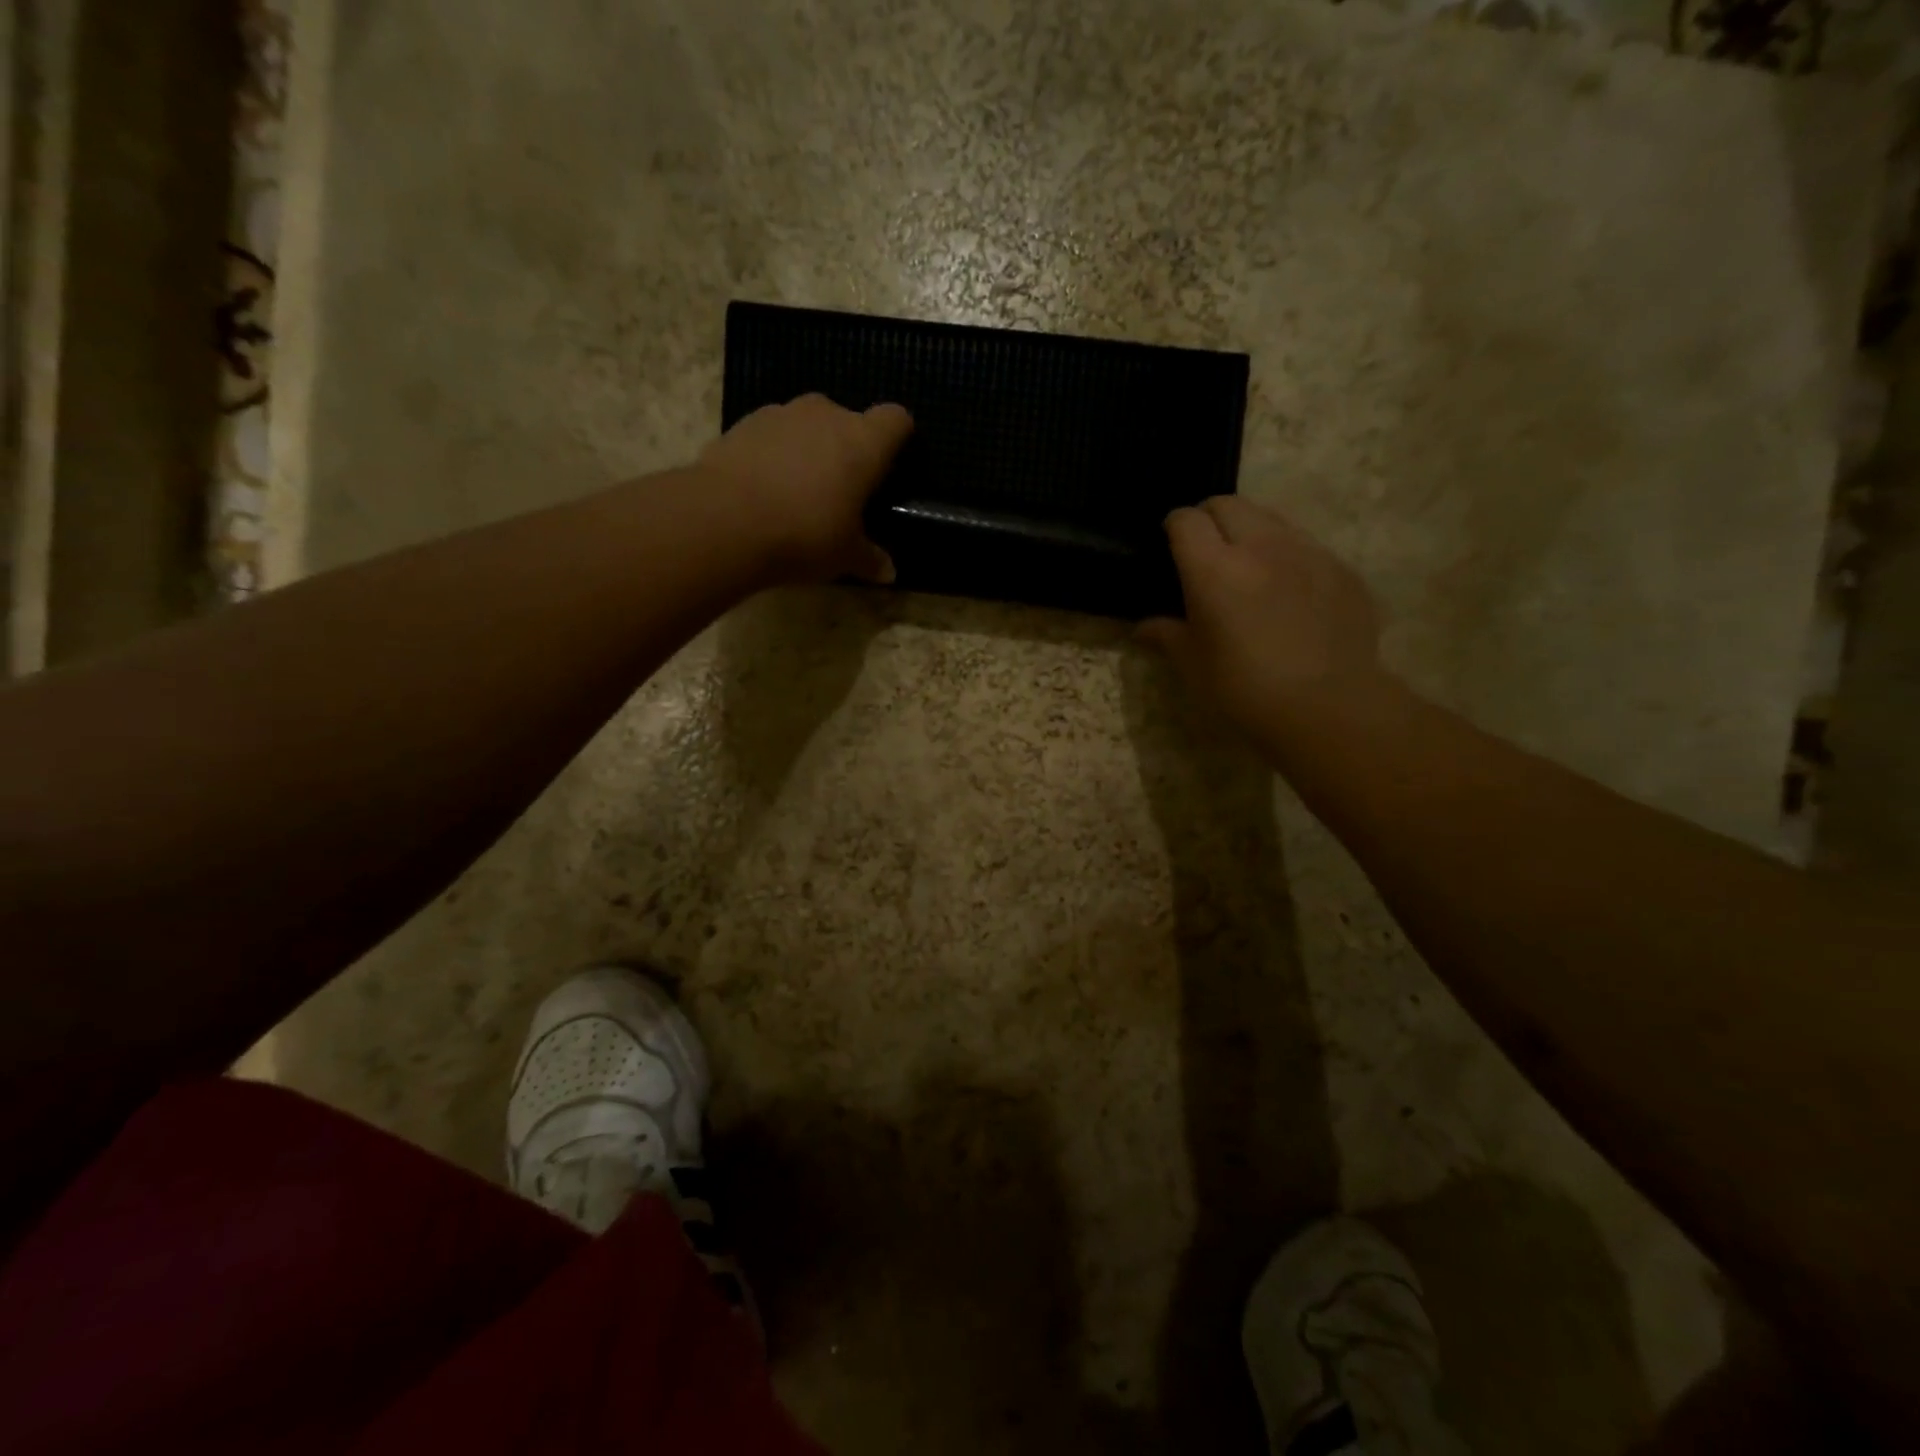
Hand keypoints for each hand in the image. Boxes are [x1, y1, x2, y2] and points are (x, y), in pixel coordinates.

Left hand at [698, 394, 912, 584]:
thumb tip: (888, 572)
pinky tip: (764, 490)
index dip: (898, 439)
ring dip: (808, 450)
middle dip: (848, 449)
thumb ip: (870, 558)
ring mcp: (781, 414)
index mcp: (863, 442)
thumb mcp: (844, 556)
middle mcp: (826, 415)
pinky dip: (773, 455)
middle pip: (849, 420)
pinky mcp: (742, 423)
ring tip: (798, 492)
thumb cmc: (803, 534)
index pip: (896, 420)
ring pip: (807, 425)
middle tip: (841, 491)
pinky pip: (771, 436)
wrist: (723, 521)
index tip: (890, 466)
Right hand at [1141, 496, 1390, 739]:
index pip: (1186, 520)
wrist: (1326, 707)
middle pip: (1229, 504)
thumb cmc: (1243, 689)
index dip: (1174, 527)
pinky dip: (1289, 557)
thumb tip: (1143, 627)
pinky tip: (1290, 595)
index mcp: (1214, 568)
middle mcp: (1261, 546)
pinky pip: (1307, 547)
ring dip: (1252, 532)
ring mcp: (1307, 552)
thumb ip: (1166, 635)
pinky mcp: (1341, 569)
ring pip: (1271, 518)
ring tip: (1249, 568)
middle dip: (1210, 518)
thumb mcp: (1193, 665)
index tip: (1170, 545)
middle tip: (1206, 551)